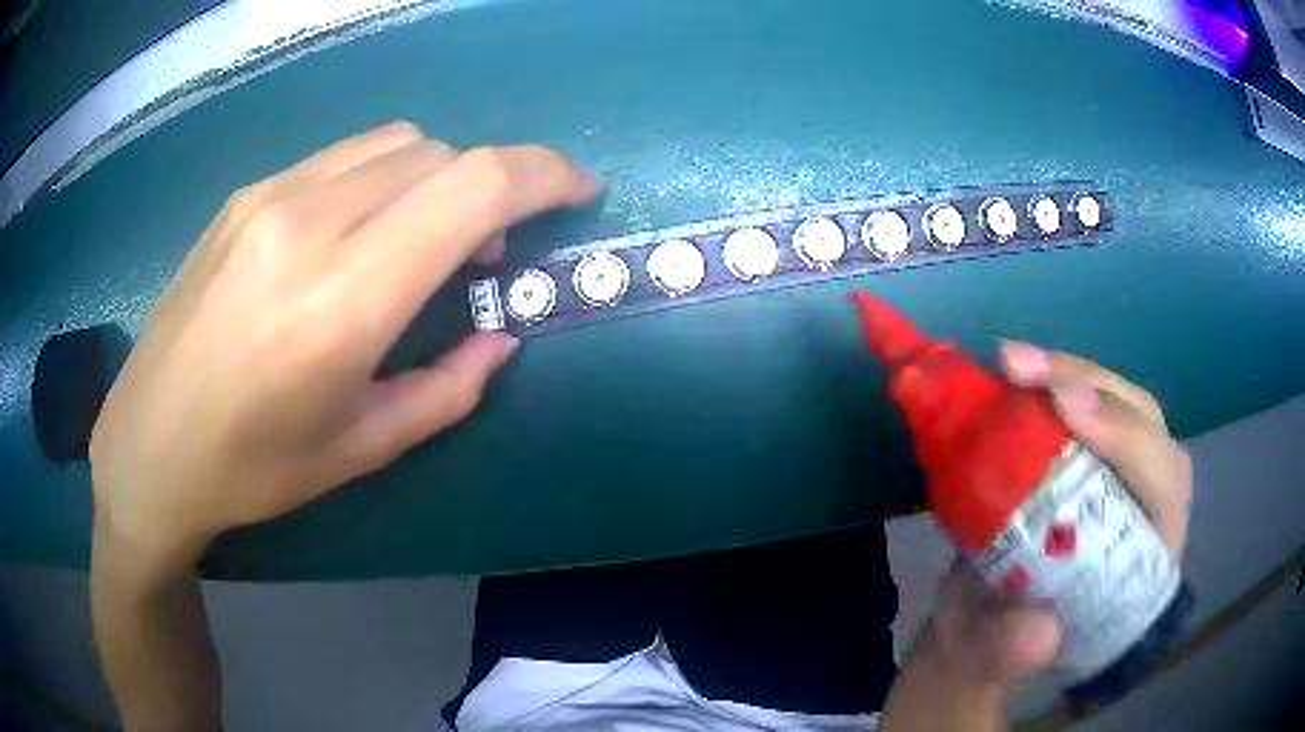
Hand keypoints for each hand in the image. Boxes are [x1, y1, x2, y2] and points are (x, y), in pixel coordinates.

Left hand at [89, 123, 596, 563]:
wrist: (147, 446)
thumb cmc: (253, 469)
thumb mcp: (361, 448)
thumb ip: (447, 389)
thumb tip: (499, 339)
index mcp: (344, 297)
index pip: (475, 185)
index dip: (545, 174)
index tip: (578, 190)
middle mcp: (309, 222)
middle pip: (441, 154)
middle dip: (490, 188)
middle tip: (487, 253)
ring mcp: (270, 196)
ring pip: (395, 143)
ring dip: (436, 178)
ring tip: (420, 241)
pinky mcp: (246, 195)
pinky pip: (343, 158)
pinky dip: (382, 178)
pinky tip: (357, 234)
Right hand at [924, 344, 1192, 684]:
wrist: (975, 623)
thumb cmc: (995, 643)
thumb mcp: (993, 660)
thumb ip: (1011, 653)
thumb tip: (1038, 628)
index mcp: (1145, 558)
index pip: (1161, 482)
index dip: (1125, 438)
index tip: (1066, 409)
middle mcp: (1143, 503)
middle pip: (1142, 421)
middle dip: (1091, 386)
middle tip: (1023, 370)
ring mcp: (1115, 470)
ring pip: (1114, 398)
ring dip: (1065, 371)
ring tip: (1010, 362)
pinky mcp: (1084, 452)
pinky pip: (1078, 401)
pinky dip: (1045, 379)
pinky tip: (1010, 371)